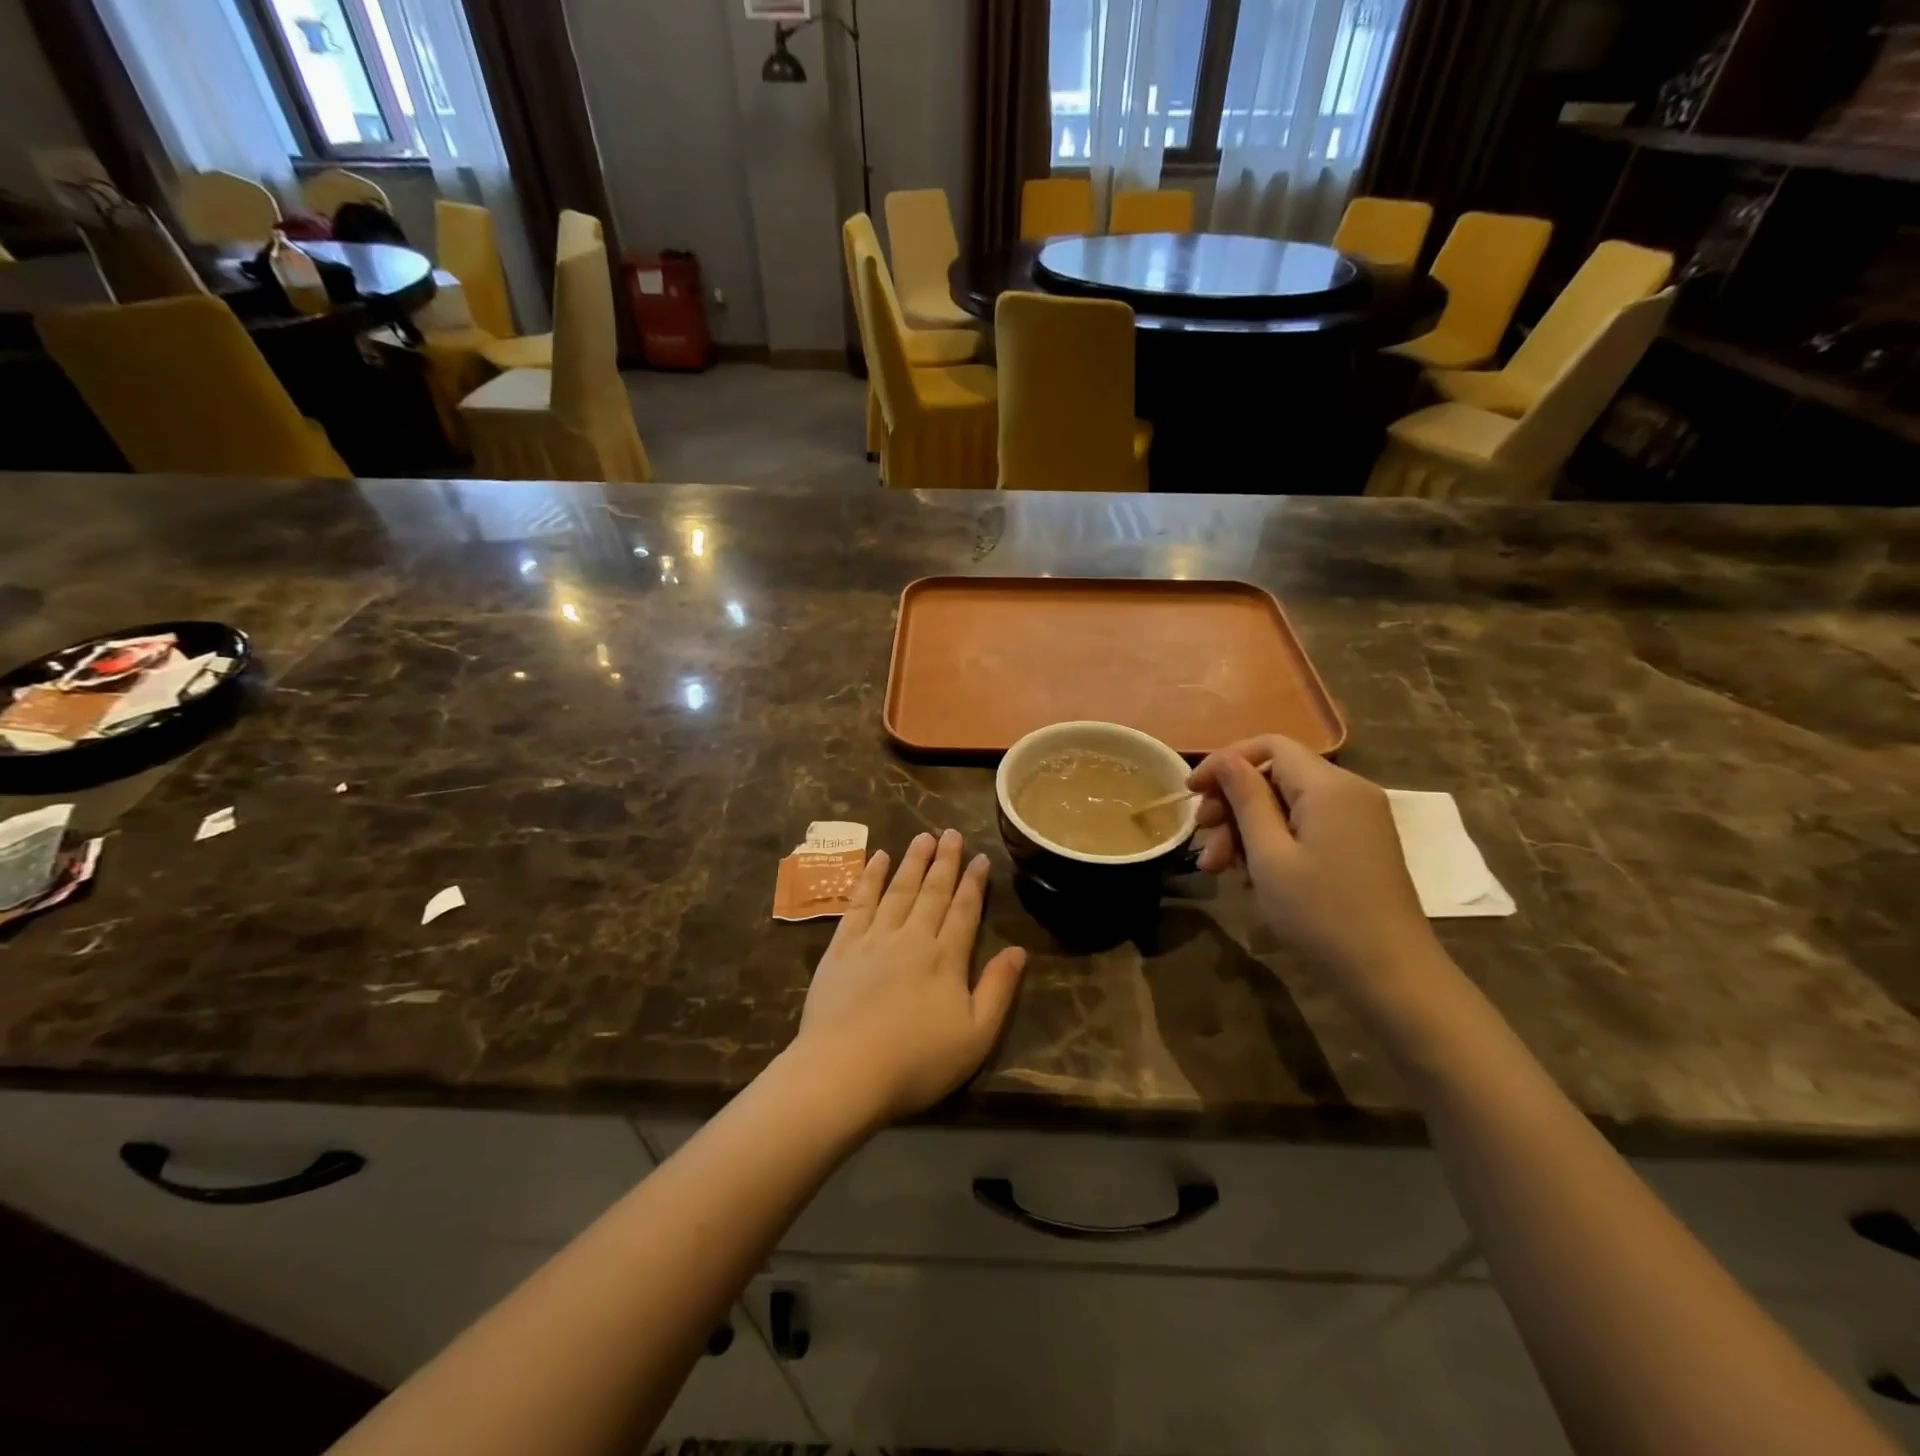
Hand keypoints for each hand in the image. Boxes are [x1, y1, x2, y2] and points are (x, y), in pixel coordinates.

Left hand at [791, 830, 1026, 1124]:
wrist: (845, 1071)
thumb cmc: (916, 1061)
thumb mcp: (975, 1036)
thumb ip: (998, 990)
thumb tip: (1018, 950)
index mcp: (946, 958)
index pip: (964, 910)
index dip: (974, 883)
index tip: (980, 857)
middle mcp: (912, 937)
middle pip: (932, 892)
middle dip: (945, 861)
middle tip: (952, 833)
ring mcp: (874, 938)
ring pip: (899, 889)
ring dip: (913, 861)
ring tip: (923, 837)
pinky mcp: (842, 947)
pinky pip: (860, 902)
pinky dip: (870, 878)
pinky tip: (878, 859)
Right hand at [1187, 736, 1437, 982]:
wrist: (1391, 975)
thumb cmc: (1321, 913)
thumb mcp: (1269, 855)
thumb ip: (1246, 799)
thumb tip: (1226, 762)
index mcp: (1328, 786)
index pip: (1268, 746)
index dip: (1224, 762)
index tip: (1191, 793)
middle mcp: (1349, 791)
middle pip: (1276, 775)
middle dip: (1232, 804)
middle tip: (1203, 842)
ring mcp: (1358, 818)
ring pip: (1287, 803)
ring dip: (1247, 829)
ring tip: (1218, 869)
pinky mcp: (1359, 843)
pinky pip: (1306, 824)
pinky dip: (1273, 841)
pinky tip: (1250, 874)